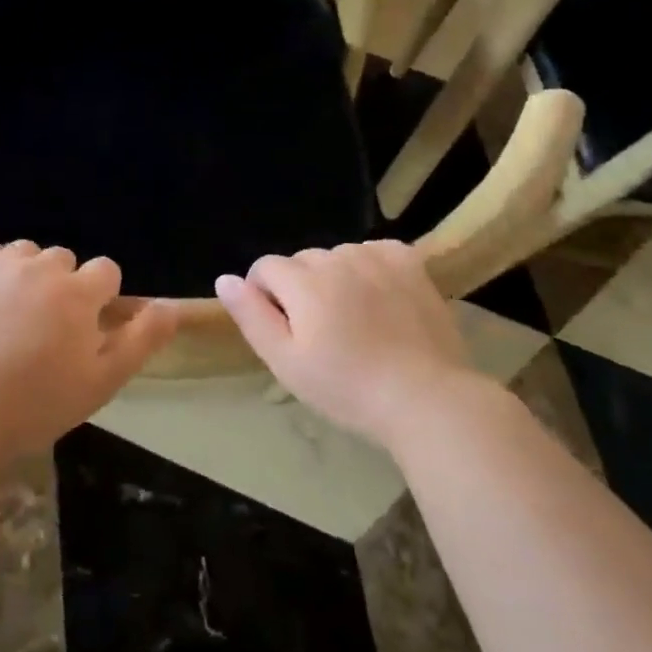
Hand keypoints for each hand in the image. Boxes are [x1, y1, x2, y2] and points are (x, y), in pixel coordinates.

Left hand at [0, 239, 176, 453]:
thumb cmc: (38, 404)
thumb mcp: (103, 381)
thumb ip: (142, 338)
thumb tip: (172, 306)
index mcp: (80, 293)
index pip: (106, 271)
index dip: (100, 297)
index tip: (85, 327)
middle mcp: (43, 267)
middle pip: (65, 259)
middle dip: (63, 285)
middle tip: (46, 328)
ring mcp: (1, 265)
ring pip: (26, 253)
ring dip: (27, 274)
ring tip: (11, 315)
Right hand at [216, 240, 471, 447]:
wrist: (427, 399)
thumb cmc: (348, 389)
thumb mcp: (286, 363)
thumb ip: (252, 316)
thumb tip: (225, 279)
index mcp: (303, 281)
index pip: (265, 267)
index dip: (265, 295)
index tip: (283, 330)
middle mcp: (336, 257)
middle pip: (302, 261)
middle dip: (301, 288)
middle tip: (322, 334)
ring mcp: (375, 256)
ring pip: (338, 256)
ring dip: (336, 278)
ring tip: (355, 321)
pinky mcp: (408, 261)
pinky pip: (374, 251)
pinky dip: (371, 268)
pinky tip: (381, 300)